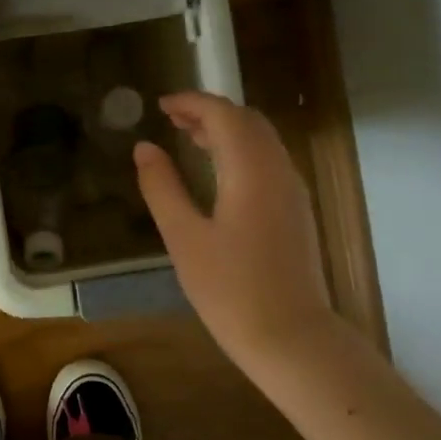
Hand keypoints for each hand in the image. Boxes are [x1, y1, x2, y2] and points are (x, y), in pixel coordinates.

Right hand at [134, 92, 332, 376]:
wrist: (291, 337)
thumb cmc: (230, 289)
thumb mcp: (184, 238)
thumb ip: (162, 187)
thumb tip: (144, 148)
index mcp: (250, 170)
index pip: (223, 114)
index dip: (192, 102)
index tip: (161, 105)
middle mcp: (278, 170)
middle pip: (247, 121)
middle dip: (210, 112)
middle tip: (173, 119)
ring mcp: (292, 191)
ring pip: (261, 141)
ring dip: (227, 130)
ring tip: (190, 138)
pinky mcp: (296, 211)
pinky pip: (268, 162)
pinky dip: (241, 151)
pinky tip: (219, 172)